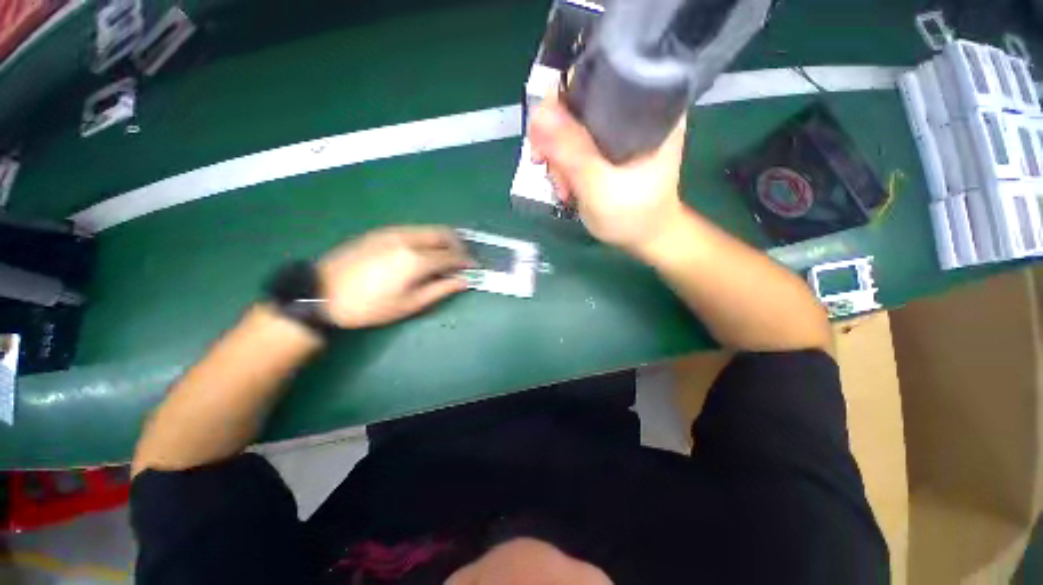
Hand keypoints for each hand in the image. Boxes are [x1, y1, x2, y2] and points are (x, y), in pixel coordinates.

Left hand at [317, 227, 472, 328]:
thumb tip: (464, 281)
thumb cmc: (369, 306)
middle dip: (459, 245)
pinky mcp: (381, 231)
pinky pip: (414, 230)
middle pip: (444, 234)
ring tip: (446, 256)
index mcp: (416, 259)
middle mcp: (408, 238)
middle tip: (463, 260)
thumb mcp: (409, 304)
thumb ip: (440, 289)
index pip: (451, 256)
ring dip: (443, 240)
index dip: (466, 261)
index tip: (474, 268)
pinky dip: (427, 238)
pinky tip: (424, 252)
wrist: (321, 293)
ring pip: (429, 229)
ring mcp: (393, 232)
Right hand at [529, 95, 687, 257]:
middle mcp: (634, 109)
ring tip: (563, 188)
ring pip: (572, 125)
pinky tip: (565, 185)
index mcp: (648, 106)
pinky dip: (563, 164)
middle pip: (578, 102)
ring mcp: (619, 130)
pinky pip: (574, 143)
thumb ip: (571, 152)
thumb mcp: (600, 186)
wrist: (645, 238)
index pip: (597, 77)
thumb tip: (538, 114)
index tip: (544, 137)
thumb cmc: (633, 215)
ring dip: (557, 157)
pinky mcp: (607, 147)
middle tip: (548, 169)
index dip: (561, 101)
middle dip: (556, 138)